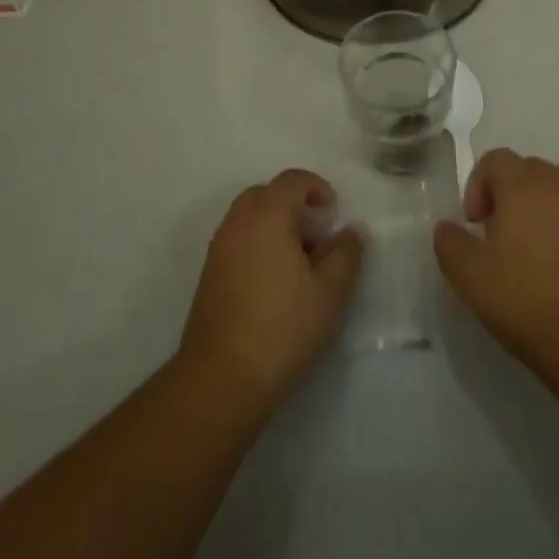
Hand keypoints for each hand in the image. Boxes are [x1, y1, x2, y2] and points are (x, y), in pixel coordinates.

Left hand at [179, 169, 363, 416]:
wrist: (221, 378)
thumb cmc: (283, 327)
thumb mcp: (331, 291)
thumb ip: (346, 253)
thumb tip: (350, 231)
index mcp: (268, 215)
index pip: (292, 180)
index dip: (316, 187)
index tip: (333, 212)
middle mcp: (238, 222)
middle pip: (266, 193)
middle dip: (293, 204)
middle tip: (316, 234)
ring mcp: (219, 248)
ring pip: (249, 217)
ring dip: (274, 224)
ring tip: (298, 261)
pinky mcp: (208, 275)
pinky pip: (237, 240)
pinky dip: (257, 243)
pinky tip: (274, 282)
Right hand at [433, 149, 558, 374]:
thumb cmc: (524, 299)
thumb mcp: (469, 275)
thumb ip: (450, 243)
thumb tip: (446, 227)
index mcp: (523, 184)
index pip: (495, 160)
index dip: (478, 186)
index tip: (475, 224)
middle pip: (528, 168)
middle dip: (509, 192)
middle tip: (500, 234)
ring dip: (544, 199)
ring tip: (535, 238)